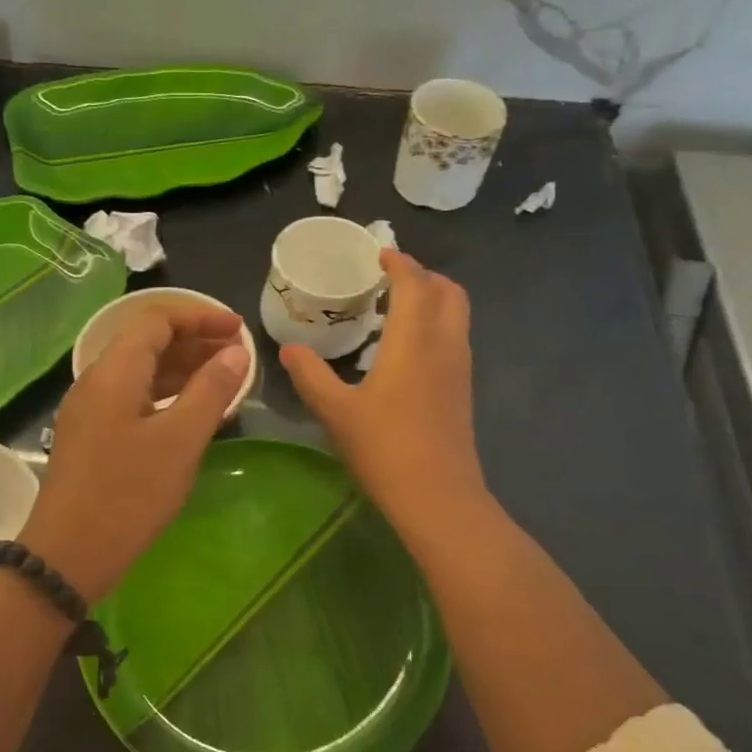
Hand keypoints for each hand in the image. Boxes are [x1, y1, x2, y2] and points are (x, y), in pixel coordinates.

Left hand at [22, 305, 248, 602]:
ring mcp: (90, 409)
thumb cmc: (130, 493)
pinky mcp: (91, 436)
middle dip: (194, 341)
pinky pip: (133, 398)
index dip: (200, 316)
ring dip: (181, 369)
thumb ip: (211, 389)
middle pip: (147, 342)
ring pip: (140, 372)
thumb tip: (235, 351)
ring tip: (223, 381)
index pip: (157, 319)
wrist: (69, 554)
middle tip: (237, 356)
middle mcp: (96, 380)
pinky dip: (165, 396)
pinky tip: (191, 413)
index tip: (239, 330)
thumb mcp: (181, 439)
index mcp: (114, 370)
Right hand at [280, 249, 487, 538]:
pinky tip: (406, 349)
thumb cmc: (384, 448)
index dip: (400, 263)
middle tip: (390, 278)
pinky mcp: (462, 391)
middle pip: (449, 292)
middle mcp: (445, 345)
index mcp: (415, 341)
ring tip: (396, 308)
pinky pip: (454, 338)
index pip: (415, 284)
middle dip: (424, 276)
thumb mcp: (335, 411)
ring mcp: (459, 369)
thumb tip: (289, 348)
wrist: (437, 497)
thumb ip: (310, 375)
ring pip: (457, 316)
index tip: (380, 253)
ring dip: (433, 300)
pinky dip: (435, 325)